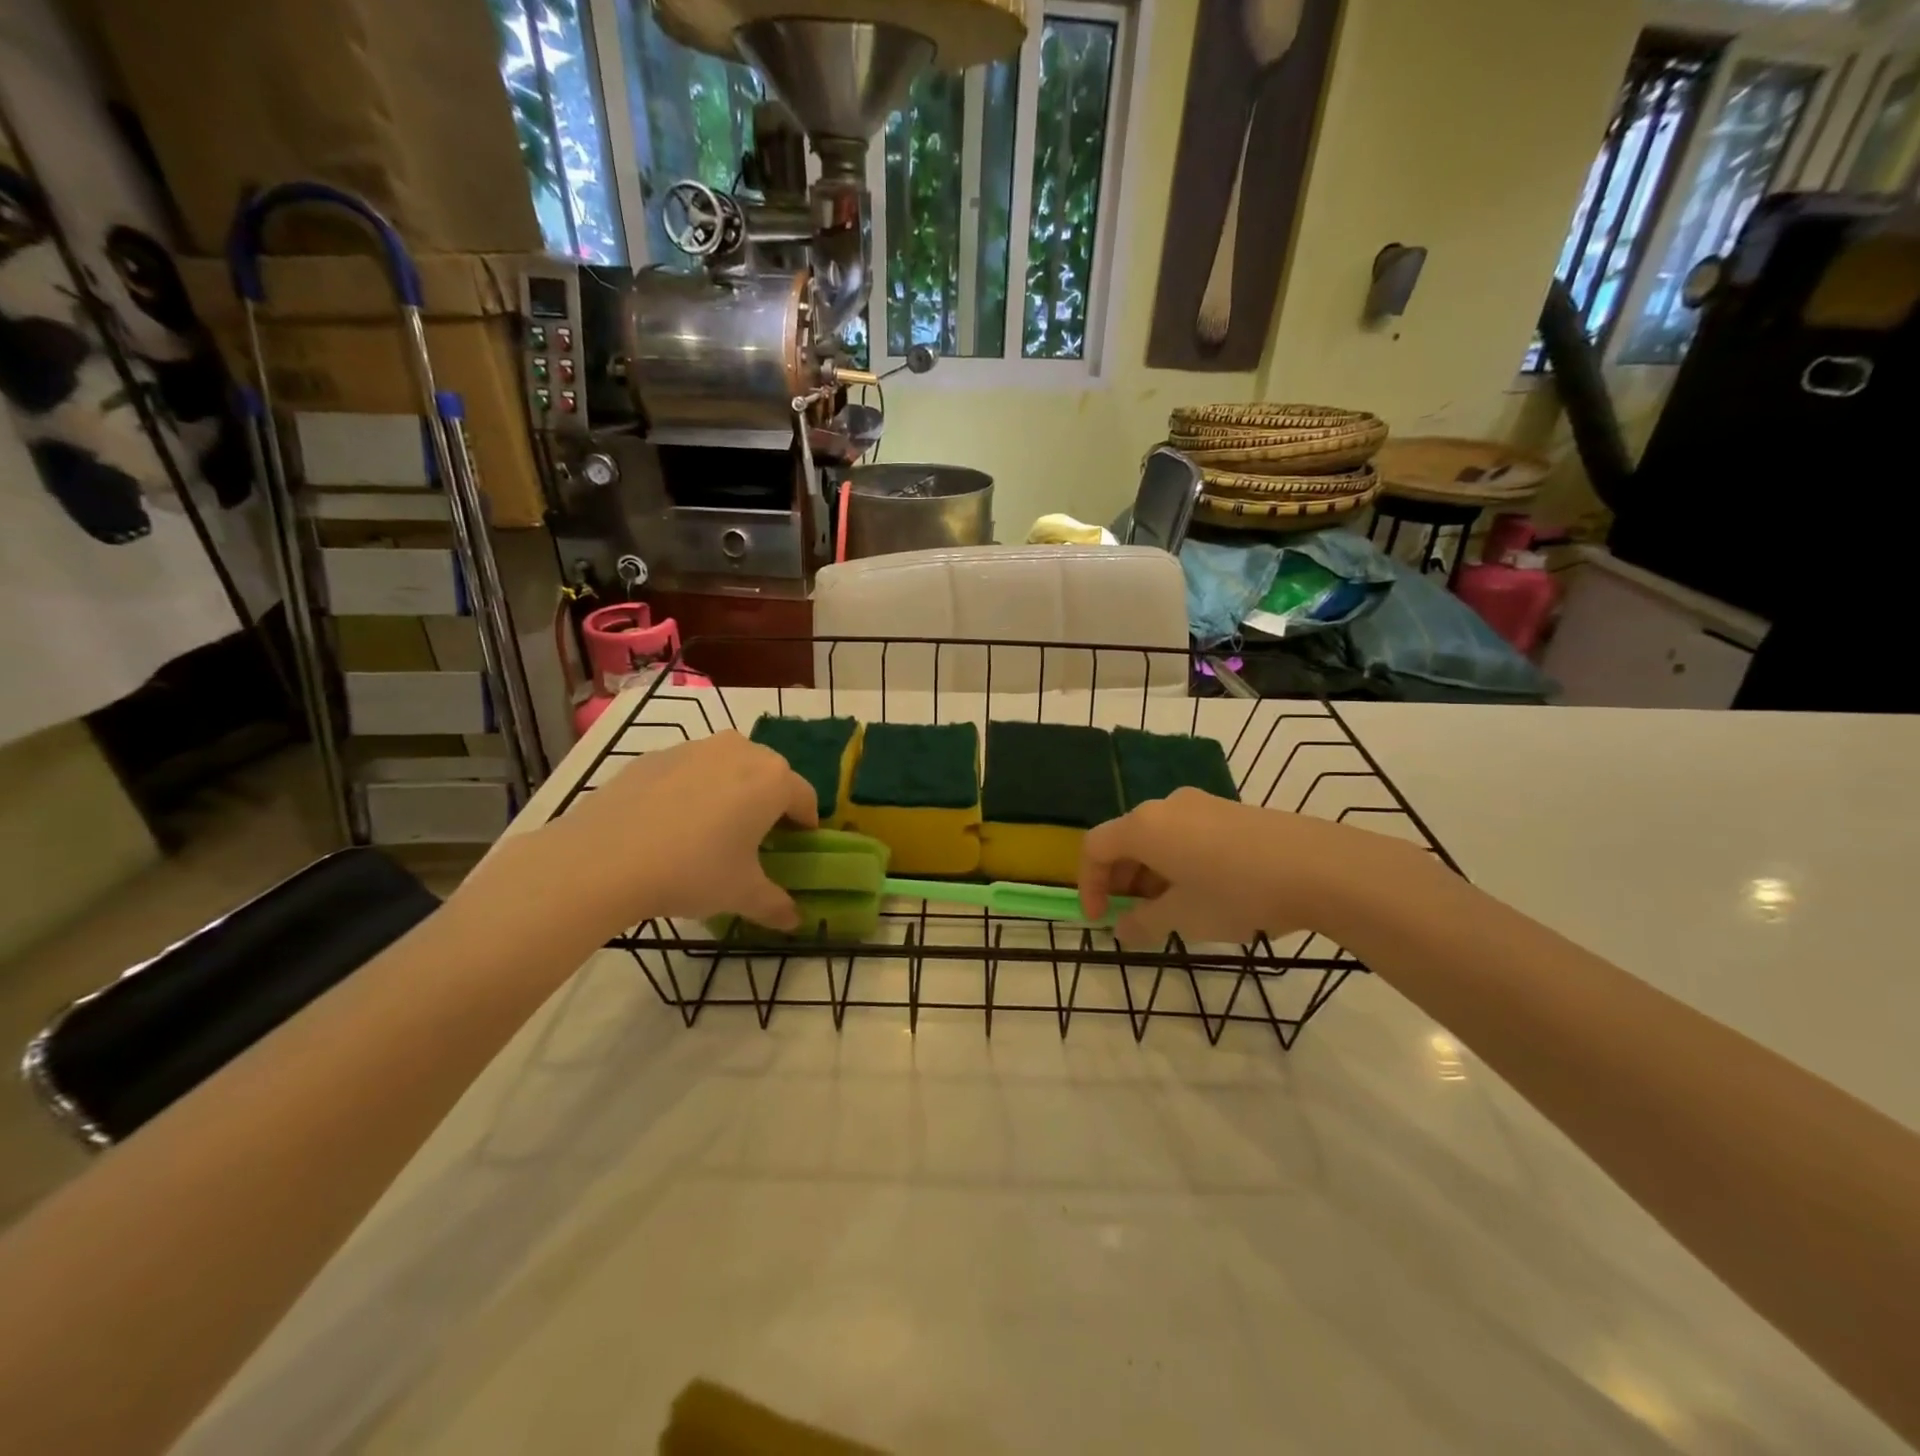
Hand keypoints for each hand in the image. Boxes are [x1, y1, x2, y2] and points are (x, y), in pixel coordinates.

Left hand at [484, 733, 817, 937]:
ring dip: (731, 792)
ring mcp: (695, 747)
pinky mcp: (655, 755)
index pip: (806, 798)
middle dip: (769, 804)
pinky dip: (691, 790)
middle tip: (755, 840)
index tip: (795, 849)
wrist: (602, 859)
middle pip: (769, 775)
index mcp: (773, 780)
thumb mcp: (741, 895)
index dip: (805, 826)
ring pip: (728, 767)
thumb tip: (794, 922)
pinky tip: (670, 825)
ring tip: (710, 831)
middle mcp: (741, 751)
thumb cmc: (692, 871)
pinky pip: (689, 770)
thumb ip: (776, 905)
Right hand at [1077, 788, 1429, 945]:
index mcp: (1144, 827)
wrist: (1319, 867)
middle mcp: (1166, 807)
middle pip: (1126, 840)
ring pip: (1158, 838)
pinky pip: (1186, 834)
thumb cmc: (1237, 892)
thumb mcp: (1185, 917)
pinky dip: (1178, 862)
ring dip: (1151, 874)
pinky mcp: (1230, 811)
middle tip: (1135, 918)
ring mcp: (1201, 804)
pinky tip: (1205, 892)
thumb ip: (1144, 924)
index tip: (1101, 919)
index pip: (1095, 848)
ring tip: (1173, 910)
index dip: (1089, 884)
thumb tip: (1122, 929)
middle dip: (1122, 881)